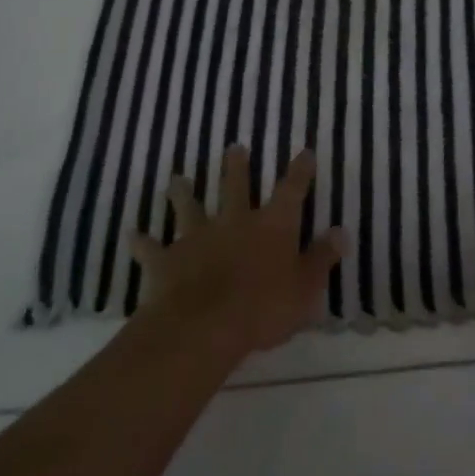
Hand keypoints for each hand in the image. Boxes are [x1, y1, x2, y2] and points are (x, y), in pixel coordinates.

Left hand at [132, 145, 345, 355]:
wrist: (204, 327)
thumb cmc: (264, 308)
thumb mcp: (305, 288)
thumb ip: (322, 258)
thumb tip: (342, 231)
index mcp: (272, 226)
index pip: (291, 191)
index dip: (299, 172)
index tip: (303, 152)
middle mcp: (234, 222)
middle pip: (235, 188)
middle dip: (236, 167)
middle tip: (234, 148)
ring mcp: (197, 238)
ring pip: (189, 208)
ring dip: (184, 193)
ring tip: (177, 179)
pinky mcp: (166, 260)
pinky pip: (151, 248)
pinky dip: (142, 241)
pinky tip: (132, 234)